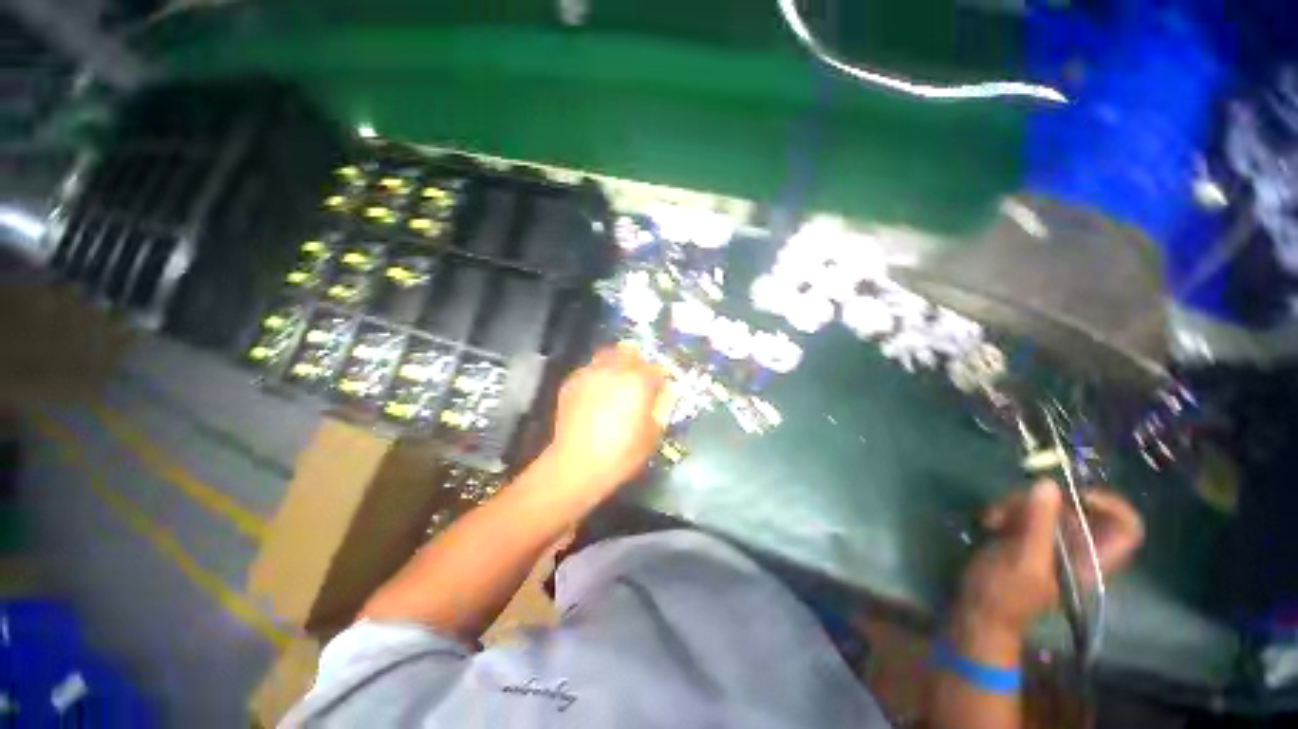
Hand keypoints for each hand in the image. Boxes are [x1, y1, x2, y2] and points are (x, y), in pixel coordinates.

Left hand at [543, 344, 668, 501]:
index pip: (656, 369)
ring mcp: (590, 373)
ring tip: (614, 382)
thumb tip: (658, 399)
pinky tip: (594, 394)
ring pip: (606, 355)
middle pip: (629, 352)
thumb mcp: (652, 435)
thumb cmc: (621, 453)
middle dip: (636, 362)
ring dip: (614, 364)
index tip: (659, 387)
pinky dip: (595, 376)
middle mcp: (614, 370)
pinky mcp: (571, 383)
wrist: (576, 464)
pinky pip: (588, 370)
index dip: (660, 378)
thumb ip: (659, 410)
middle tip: (637, 379)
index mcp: (638, 381)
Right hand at [956, 480, 1144, 636]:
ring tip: (994, 520)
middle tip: (1014, 507)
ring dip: (1014, 505)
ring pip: (1044, 504)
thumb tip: (1048, 483)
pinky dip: (1003, 510)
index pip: (1127, 528)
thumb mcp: (1023, 560)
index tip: (1078, 496)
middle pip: (1075, 507)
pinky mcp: (1025, 534)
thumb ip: (1038, 524)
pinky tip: (989, 522)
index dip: (1112, 506)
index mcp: (1091, 560)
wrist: (978, 609)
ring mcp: (1050, 540)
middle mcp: (1077, 546)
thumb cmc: (1006, 594)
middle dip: (1042, 501)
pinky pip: (1022, 509)